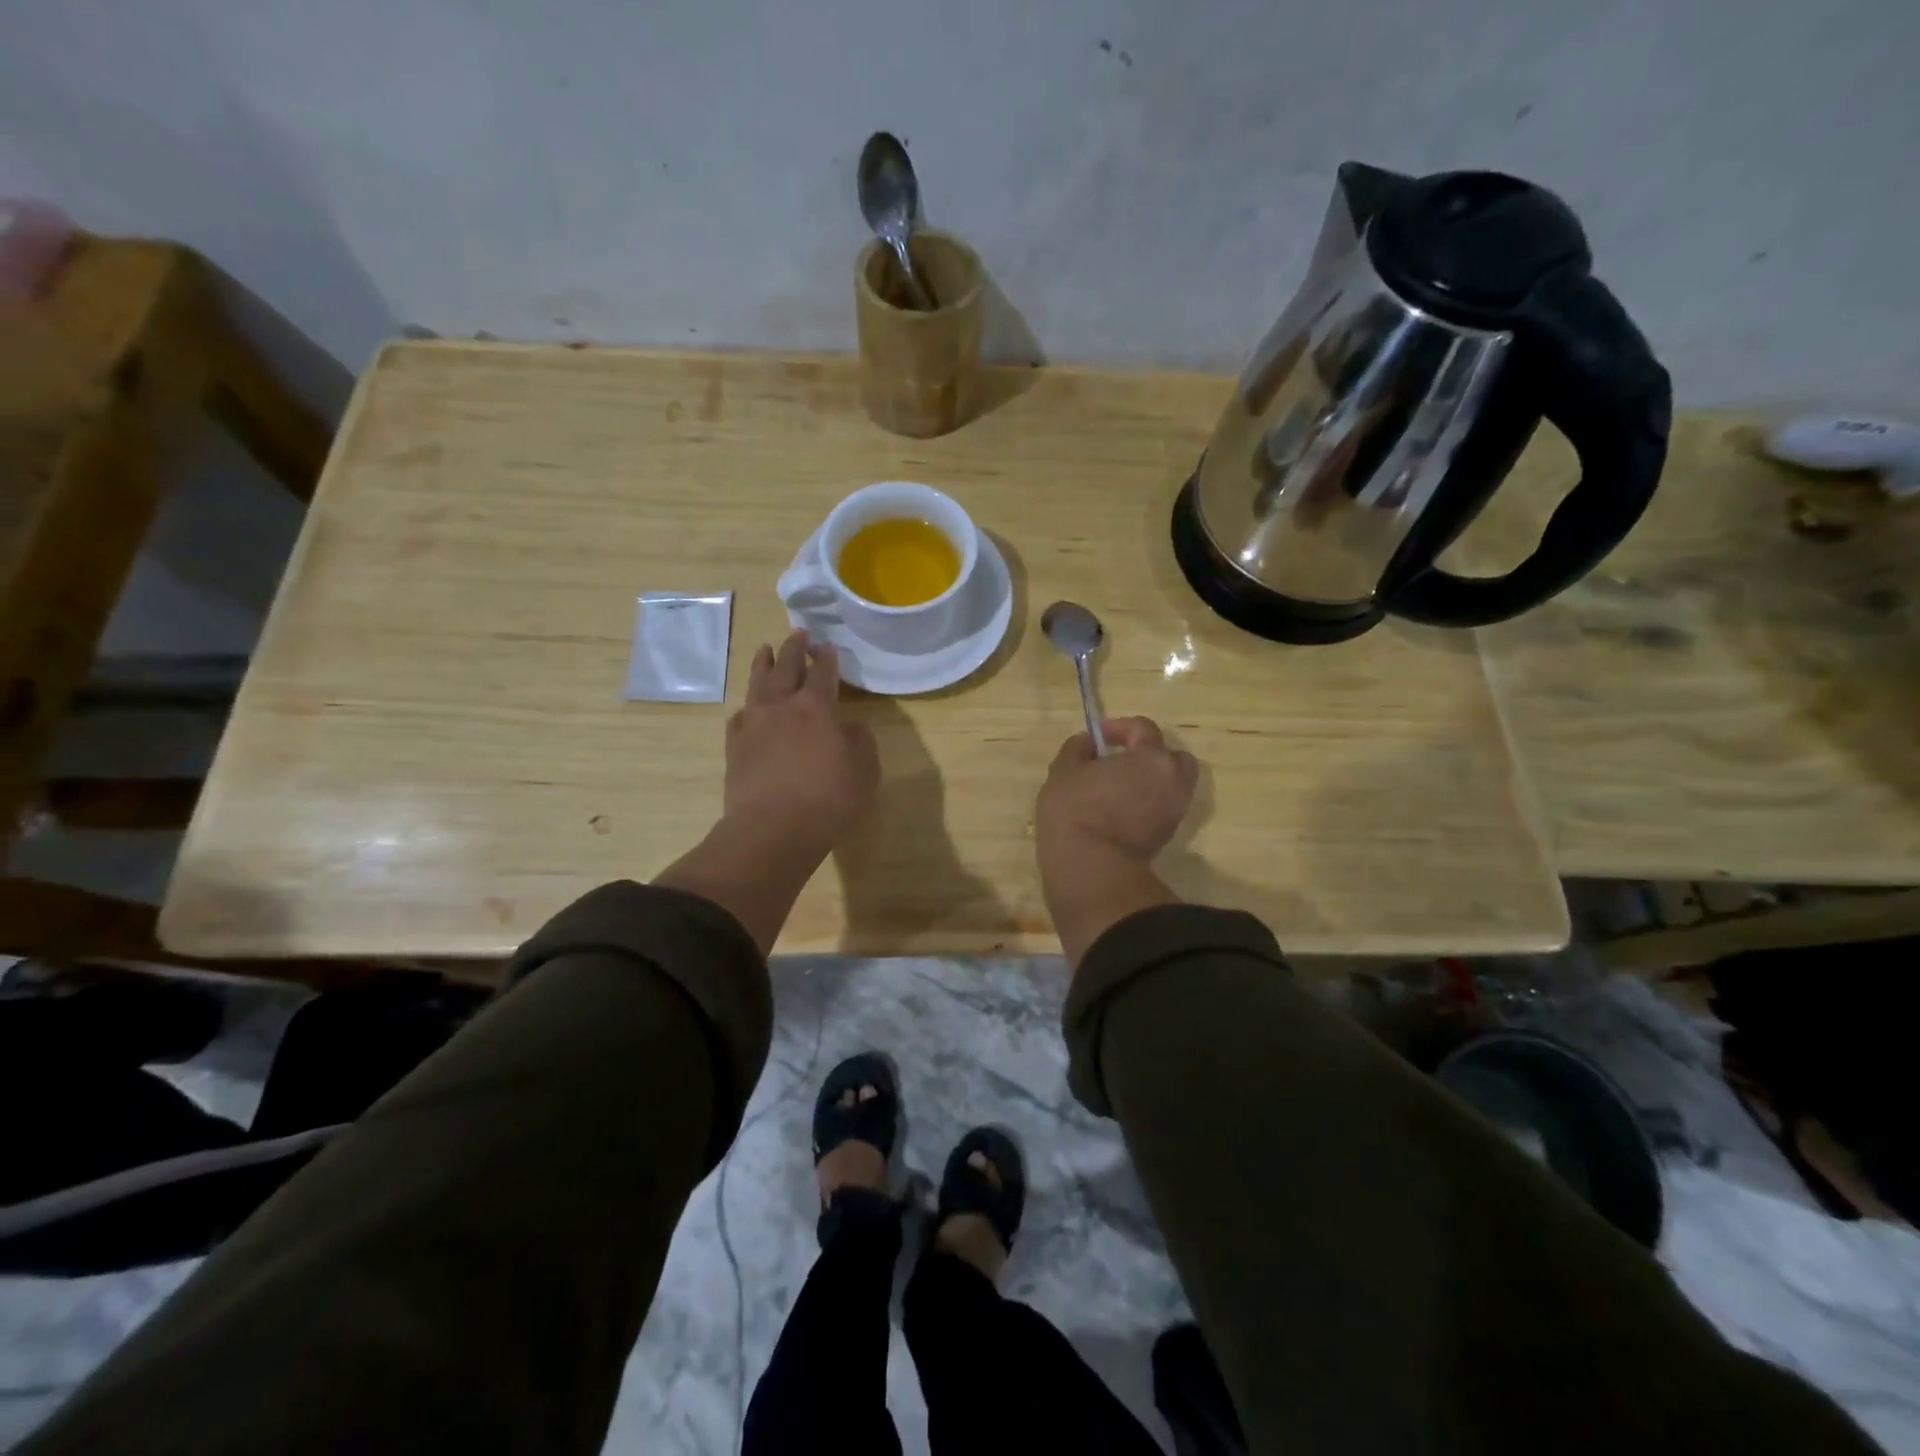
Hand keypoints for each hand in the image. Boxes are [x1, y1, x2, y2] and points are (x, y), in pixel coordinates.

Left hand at [655, 631, 877, 954]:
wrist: (773, 829)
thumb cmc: (829, 798)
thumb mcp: (865, 770)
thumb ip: (860, 740)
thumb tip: (849, 726)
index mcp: (816, 707)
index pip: (823, 673)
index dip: (827, 658)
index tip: (827, 646)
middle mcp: (781, 706)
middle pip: (786, 668)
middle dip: (794, 649)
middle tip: (798, 633)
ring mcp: (753, 725)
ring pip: (758, 684)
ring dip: (764, 664)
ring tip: (765, 650)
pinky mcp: (735, 747)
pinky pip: (740, 716)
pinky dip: (747, 707)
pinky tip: (747, 708)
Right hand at [1037, 717, 1198, 863]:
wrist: (1091, 869)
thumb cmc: (1075, 810)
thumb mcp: (1064, 771)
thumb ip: (1078, 748)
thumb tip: (1089, 742)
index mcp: (1152, 758)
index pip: (1144, 729)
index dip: (1119, 727)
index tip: (1097, 736)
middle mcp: (1173, 781)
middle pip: (1172, 758)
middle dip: (1149, 754)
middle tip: (1120, 760)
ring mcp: (1174, 812)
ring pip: (1170, 786)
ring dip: (1149, 781)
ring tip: (1118, 788)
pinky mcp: (1166, 837)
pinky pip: (1162, 808)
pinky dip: (1147, 803)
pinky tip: (1119, 809)